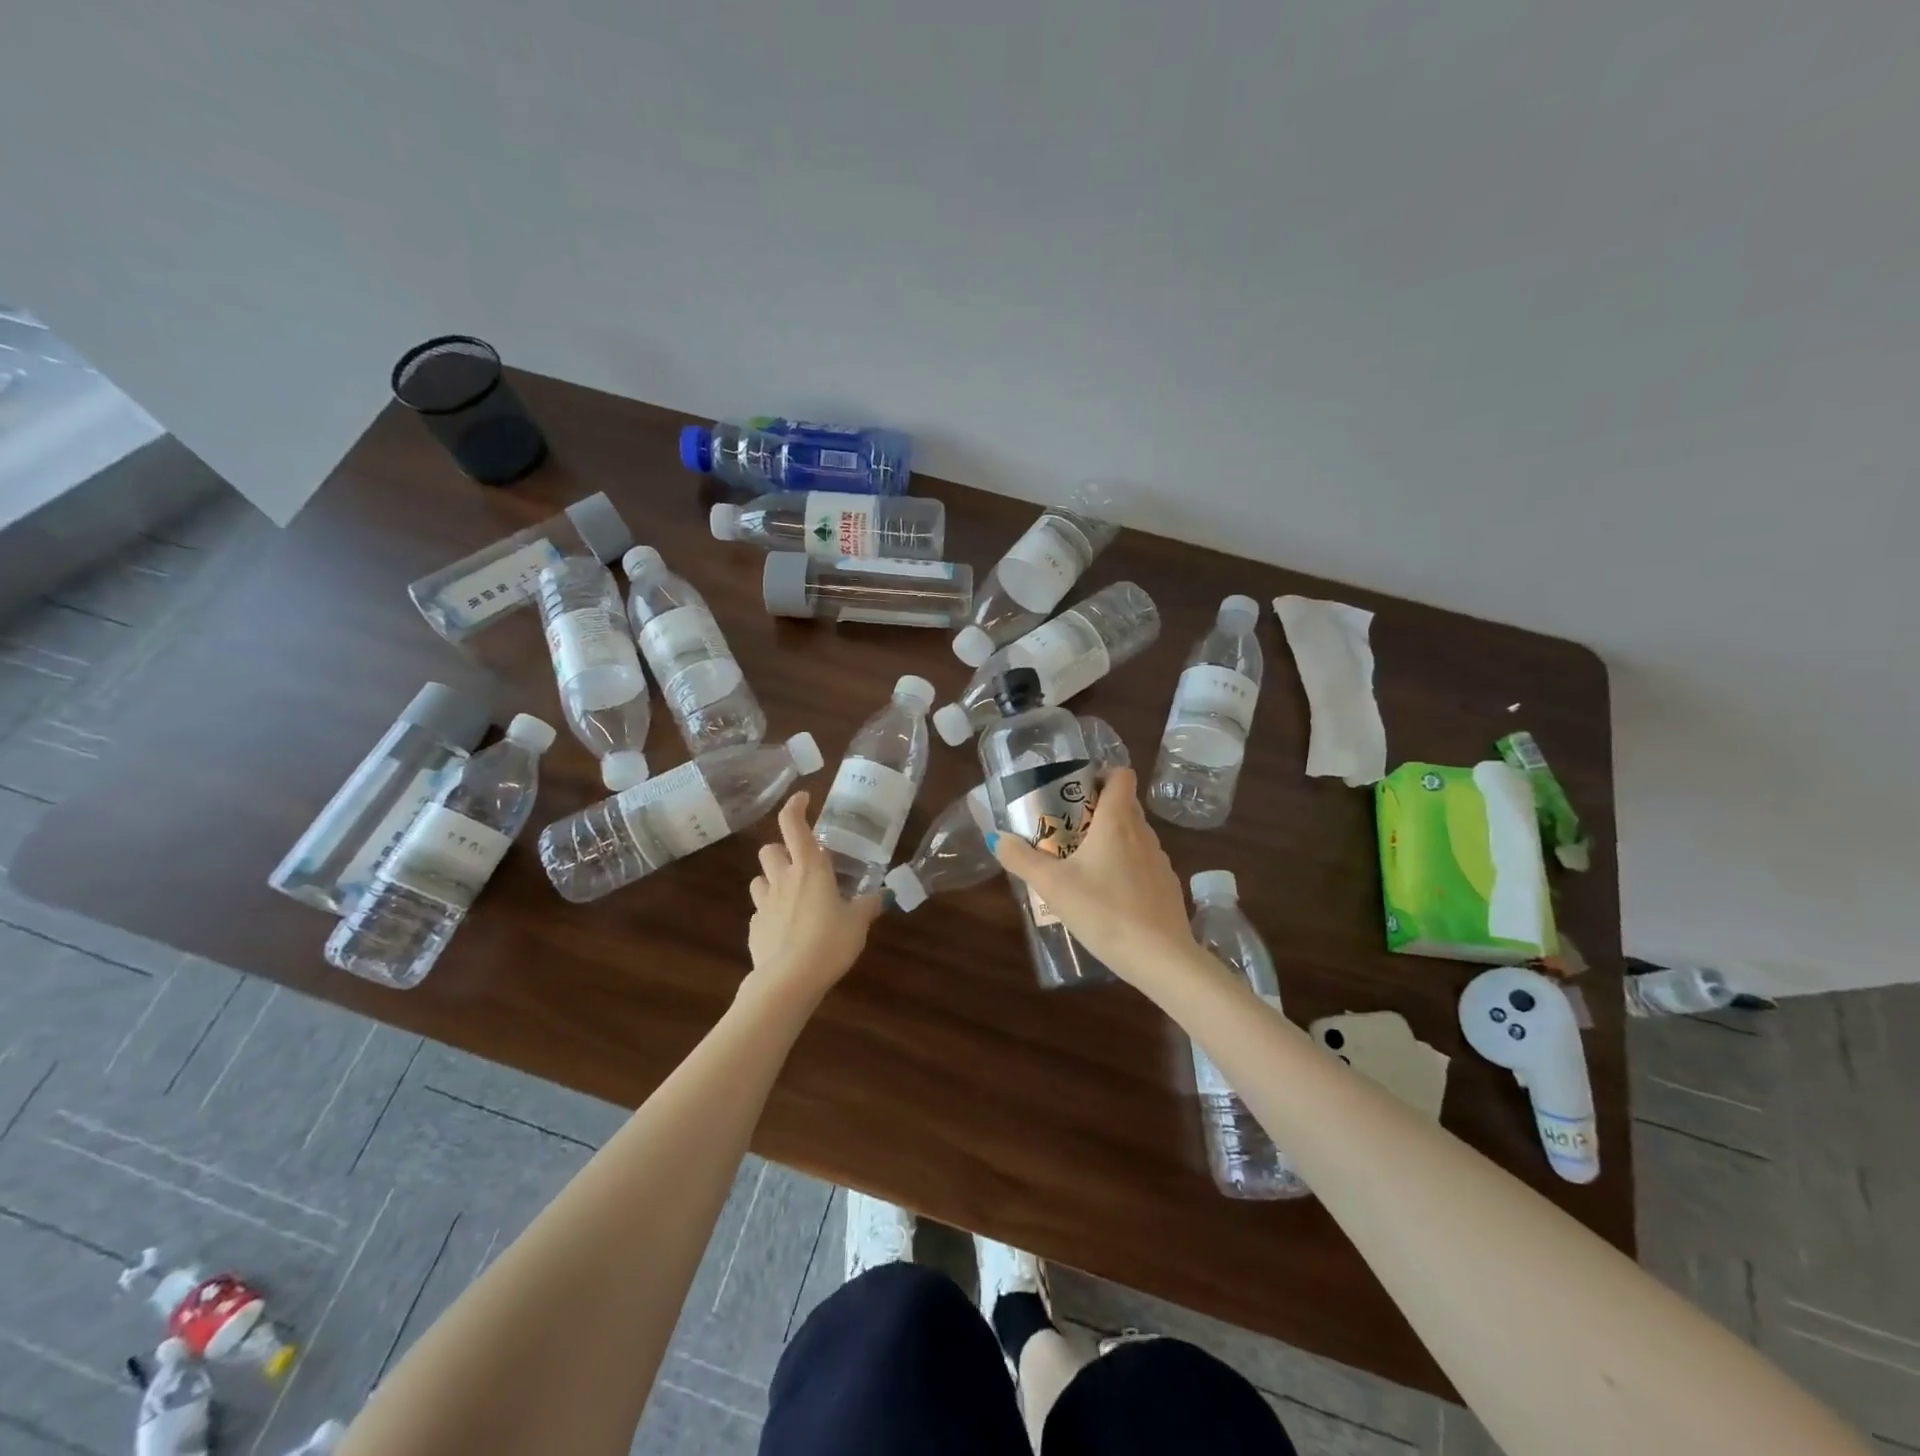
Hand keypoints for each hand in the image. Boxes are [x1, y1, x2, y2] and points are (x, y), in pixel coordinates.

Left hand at [745, 792, 882, 1003]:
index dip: (795, 806)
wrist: (788, 981)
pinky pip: (760, 912)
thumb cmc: (829, 942)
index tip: (803, 798)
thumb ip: (867, 906)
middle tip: (801, 863)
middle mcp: (783, 879)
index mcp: (810, 868)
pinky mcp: (755, 929)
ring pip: (759, 879)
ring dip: (773, 881)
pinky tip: (787, 930)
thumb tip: (882, 896)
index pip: (794, 825)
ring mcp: (764, 904)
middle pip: (769, 849)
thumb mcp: (858, 924)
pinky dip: (771, 914)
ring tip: (792, 896)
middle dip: (782, 850)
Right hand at [986, 768, 1192, 985]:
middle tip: (1067, 829)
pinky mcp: (1168, 887)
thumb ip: (1021, 859)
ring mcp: (1160, 861)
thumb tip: (997, 837)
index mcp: (1118, 821)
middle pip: (1125, 805)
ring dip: (1111, 841)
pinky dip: (1126, 869)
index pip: (1121, 775)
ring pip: (1134, 836)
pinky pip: (1143, 864)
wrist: (1160, 958)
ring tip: (1083, 865)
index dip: (1101, 775)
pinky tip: (1108, 897)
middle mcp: (1143, 833)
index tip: (1077, 791)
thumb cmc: (1104, 911)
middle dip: (1097, 810)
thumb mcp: (1052, 886)